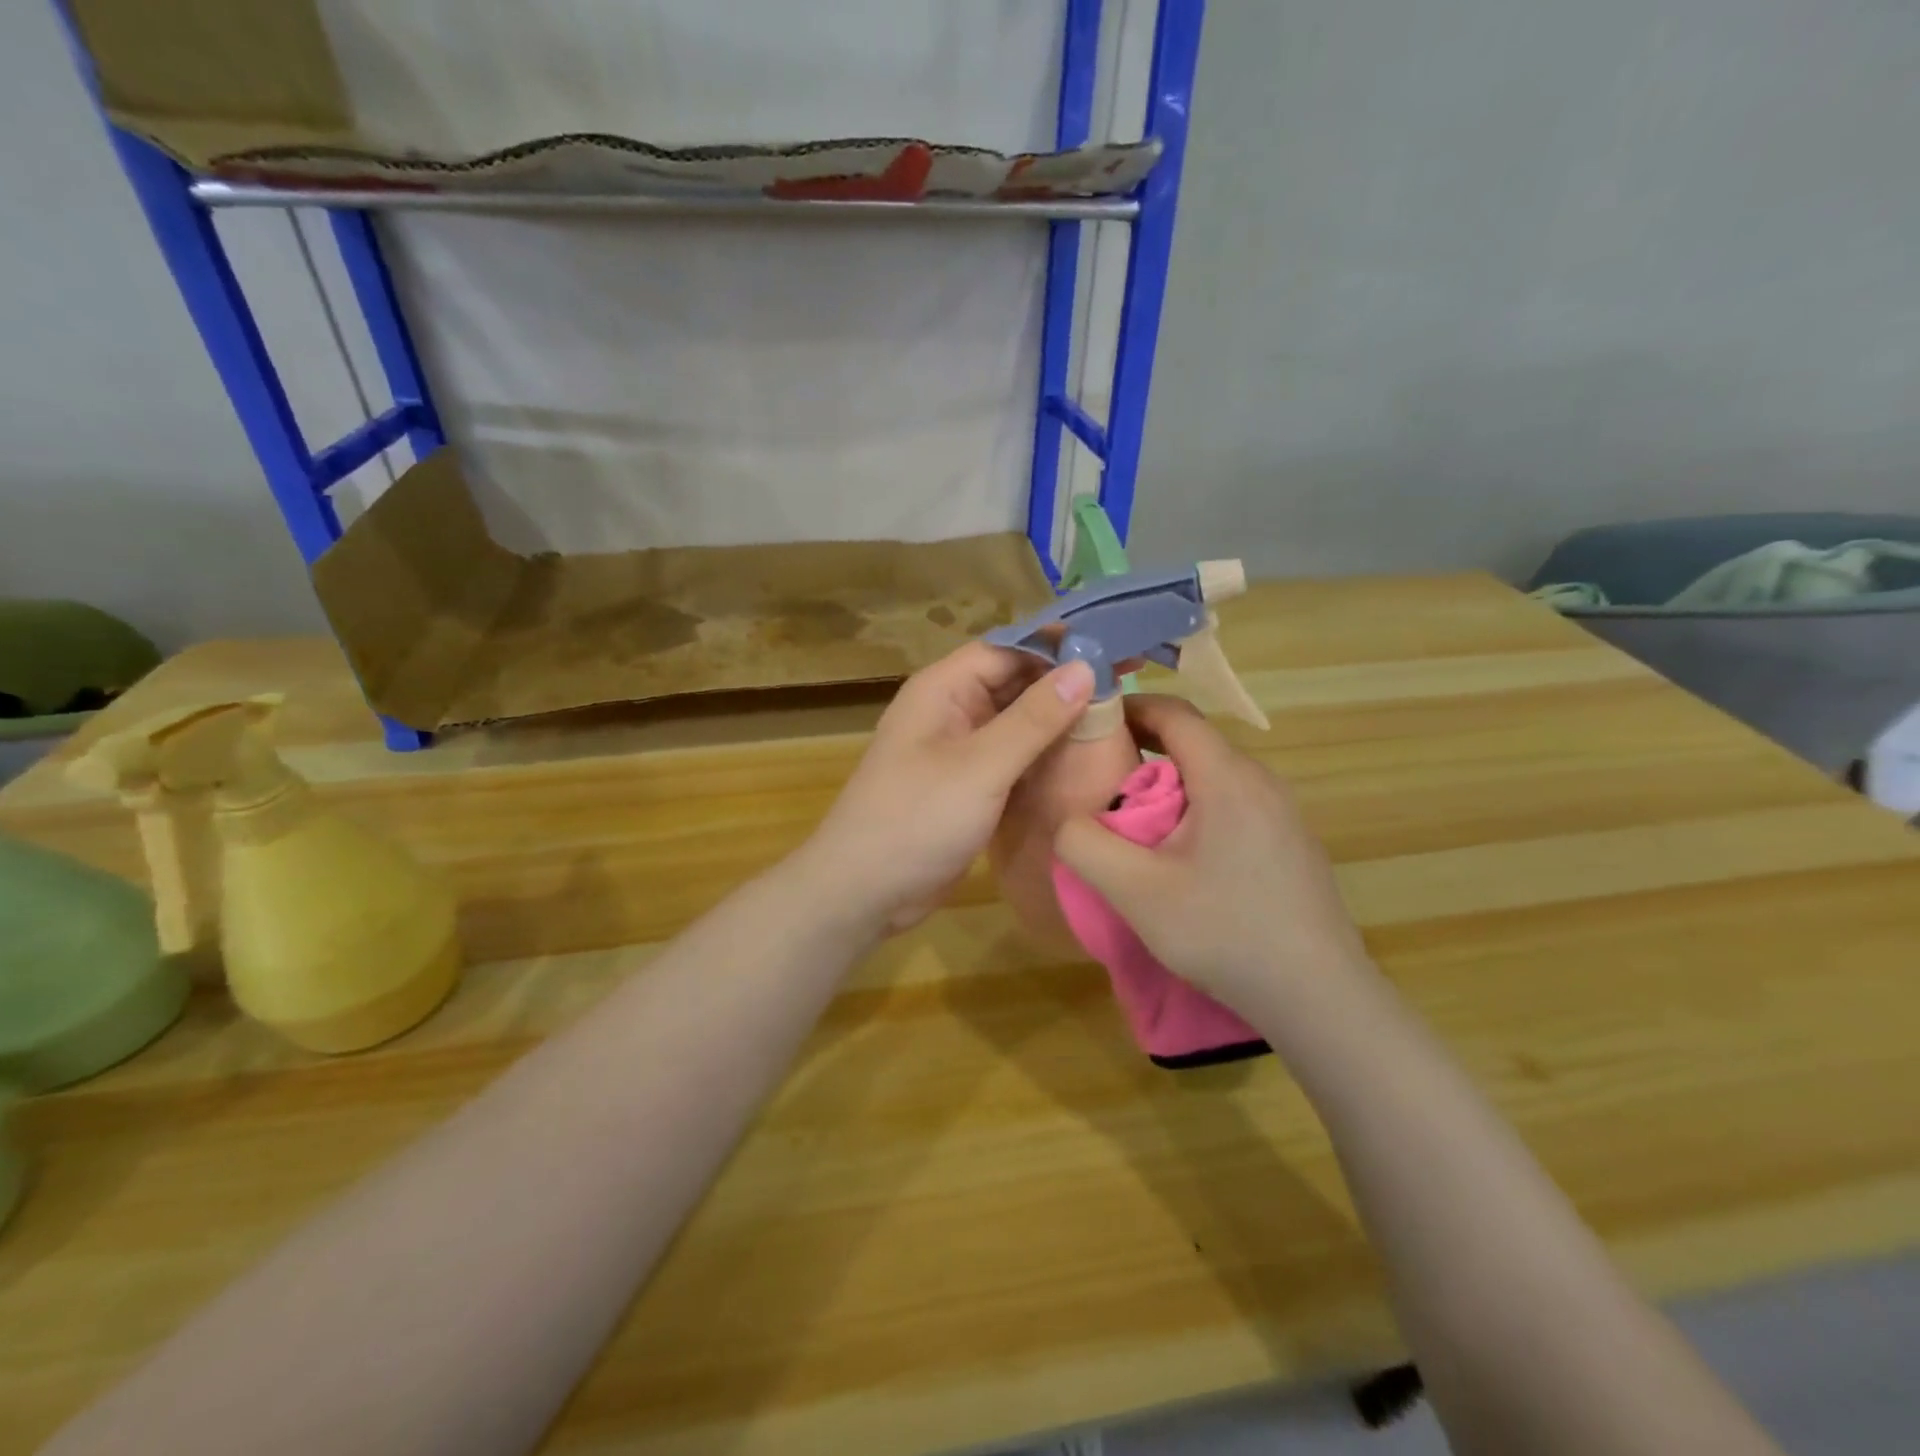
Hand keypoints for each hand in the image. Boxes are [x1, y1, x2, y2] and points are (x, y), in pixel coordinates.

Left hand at [795, 643, 1095, 935]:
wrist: (864, 891)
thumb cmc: (916, 820)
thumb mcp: (980, 766)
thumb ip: (1033, 718)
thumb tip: (1085, 668)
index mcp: (943, 689)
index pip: (1008, 648)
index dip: (1059, 645)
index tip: (1114, 647)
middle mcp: (951, 710)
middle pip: (1014, 681)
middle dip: (1065, 681)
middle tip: (1129, 681)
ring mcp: (959, 749)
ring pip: (1017, 720)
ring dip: (1058, 718)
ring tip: (1119, 715)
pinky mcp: (968, 785)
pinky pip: (1012, 756)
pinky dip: (1044, 753)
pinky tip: (1085, 756)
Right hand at [1053, 695, 1369, 1012]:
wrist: (1319, 998)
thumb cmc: (1224, 933)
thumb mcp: (1135, 892)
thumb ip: (1085, 845)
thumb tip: (1067, 819)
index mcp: (1228, 778)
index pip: (1175, 713)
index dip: (1128, 707)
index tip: (1089, 722)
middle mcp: (1262, 782)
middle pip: (1194, 743)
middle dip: (1143, 749)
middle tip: (1099, 779)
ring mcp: (1284, 814)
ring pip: (1215, 777)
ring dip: (1170, 785)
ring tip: (1133, 821)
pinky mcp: (1291, 844)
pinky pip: (1234, 805)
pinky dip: (1197, 809)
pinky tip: (1181, 857)